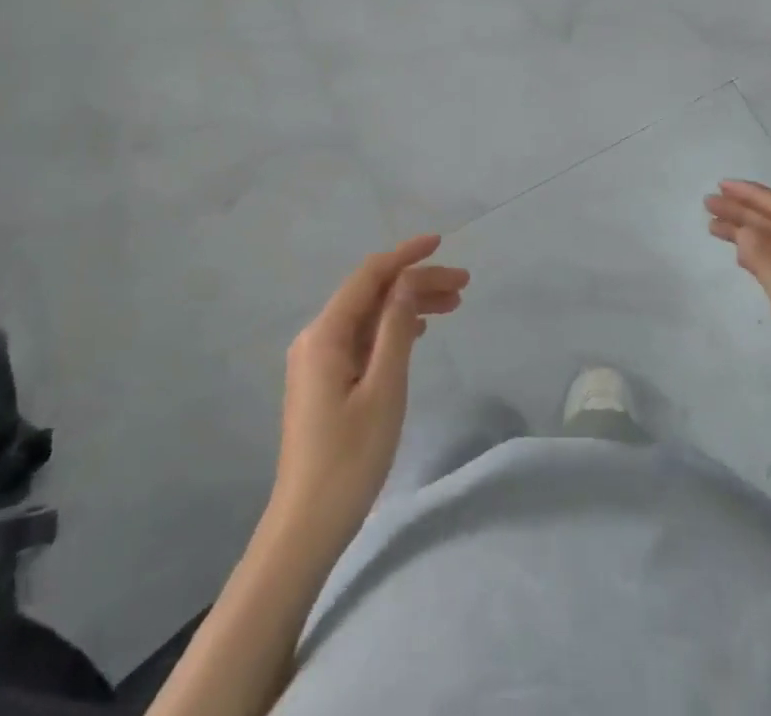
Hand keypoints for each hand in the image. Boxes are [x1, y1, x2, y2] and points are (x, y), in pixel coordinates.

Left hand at [271, 236, 468, 543]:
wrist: (306, 527)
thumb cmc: (349, 459)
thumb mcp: (384, 389)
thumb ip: (396, 329)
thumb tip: (408, 281)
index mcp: (325, 334)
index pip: (370, 276)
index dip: (406, 255)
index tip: (441, 242)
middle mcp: (317, 338)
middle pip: (372, 294)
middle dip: (416, 282)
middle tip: (463, 285)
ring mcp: (319, 361)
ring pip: (370, 317)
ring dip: (409, 305)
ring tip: (453, 305)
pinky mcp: (326, 382)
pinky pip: (364, 339)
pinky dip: (394, 329)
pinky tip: (419, 331)